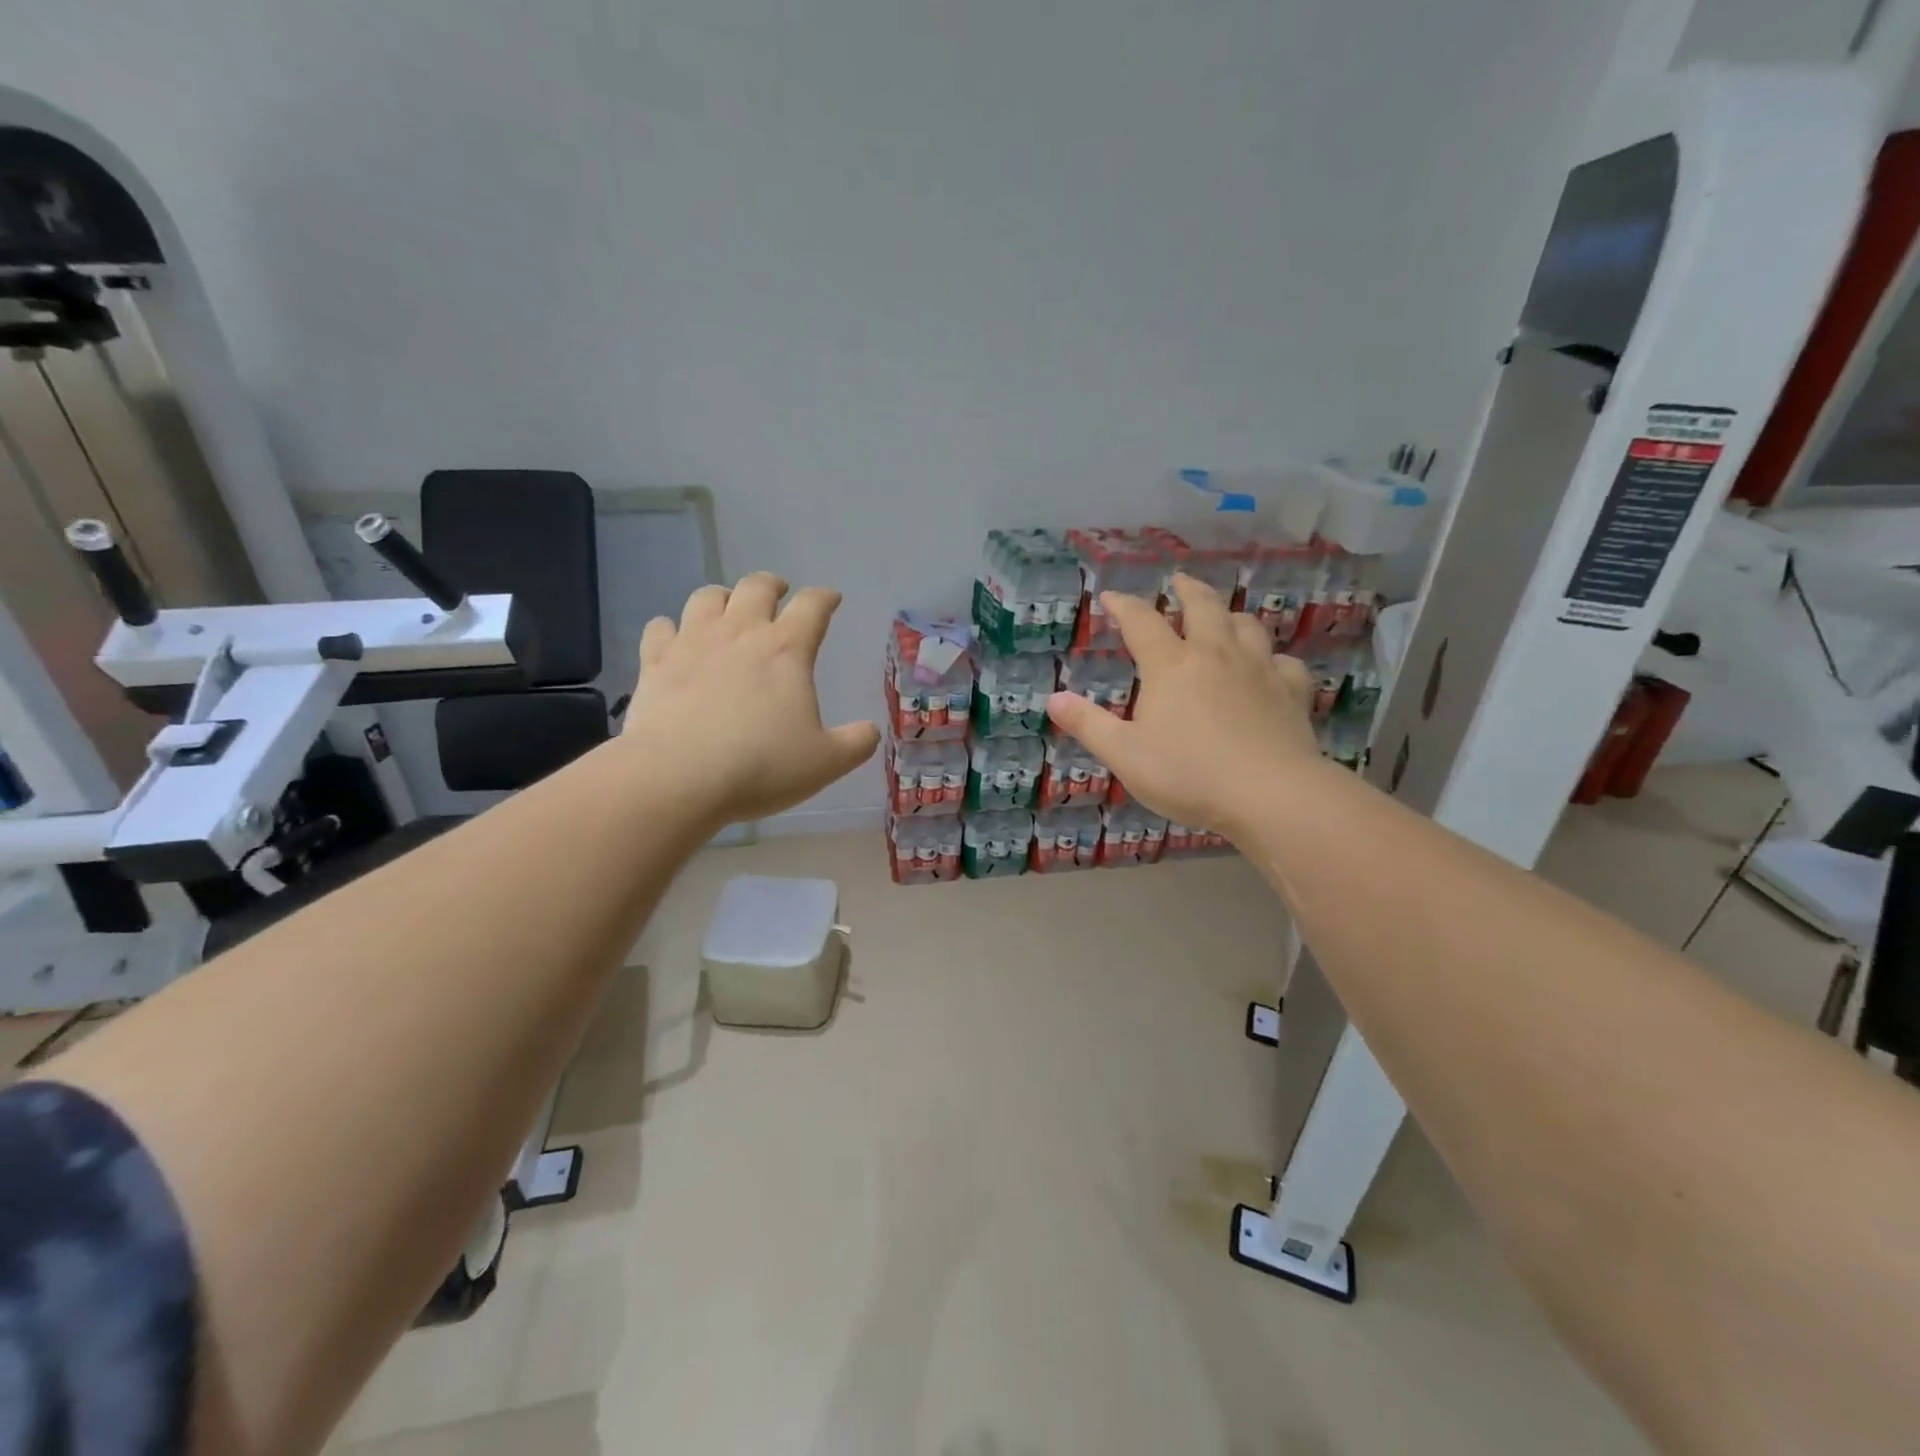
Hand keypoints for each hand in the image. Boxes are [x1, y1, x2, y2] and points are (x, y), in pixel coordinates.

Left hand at [622, 573, 879, 826]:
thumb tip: (871, 731)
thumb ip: (855, 744)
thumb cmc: (761, 766)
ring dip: (722, 597)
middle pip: (756, 587)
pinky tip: (674, 638)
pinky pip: (660, 628)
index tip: (831, 599)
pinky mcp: (654, 662)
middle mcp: (740, 633)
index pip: (813, 606)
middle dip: (772, 585)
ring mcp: (692, 643)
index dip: (825, 598)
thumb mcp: (825, 763)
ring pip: (706, 597)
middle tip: (778, 594)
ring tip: (727, 608)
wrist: (677, 777)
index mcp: (787, 649)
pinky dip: (670, 628)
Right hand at [1046, 574, 1319, 831]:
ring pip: (1247, 626)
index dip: (1124, 606)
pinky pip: (1284, 662)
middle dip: (1188, 590)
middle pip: (1204, 606)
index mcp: (1171, 666)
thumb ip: (1088, 724)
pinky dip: (1273, 658)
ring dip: (1231, 615)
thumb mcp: (1124, 754)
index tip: (1111, 597)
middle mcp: (1216, 654)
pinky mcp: (1292, 692)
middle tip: (1179, 581)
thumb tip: (1052, 699)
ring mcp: (1259, 670)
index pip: (1142, 622)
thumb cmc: (1188, 774)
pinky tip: (1270, 667)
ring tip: (1223, 617)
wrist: (1270, 794)